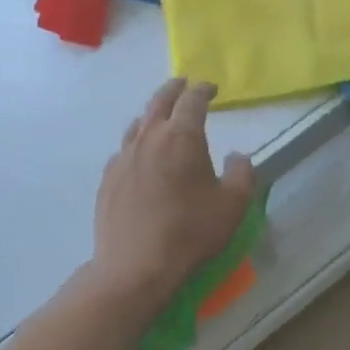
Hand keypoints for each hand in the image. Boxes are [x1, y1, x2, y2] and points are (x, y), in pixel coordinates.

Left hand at [92, 79, 256, 303]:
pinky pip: (124, 151)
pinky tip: (139, 157)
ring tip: (160, 117)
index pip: (192, 101)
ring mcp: (123, 158)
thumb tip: (237, 155)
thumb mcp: (233, 205)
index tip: (211, 88)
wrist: (136, 265)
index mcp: (182, 137)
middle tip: (183, 84)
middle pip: (159, 102)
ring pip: (137, 125)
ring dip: (151, 115)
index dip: (203, 90)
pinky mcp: (108, 180)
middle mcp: (149, 139)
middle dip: (173, 90)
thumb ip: (242, 174)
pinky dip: (136, 144)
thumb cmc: (191, 232)